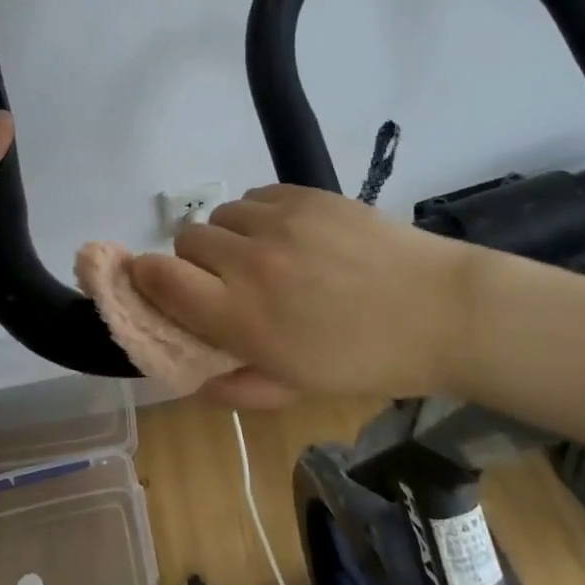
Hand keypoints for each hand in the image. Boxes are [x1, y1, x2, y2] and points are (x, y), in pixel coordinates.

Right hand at [129, 185, 500, 405]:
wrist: (438, 309)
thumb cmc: (367, 360)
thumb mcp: (299, 389)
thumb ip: (237, 386)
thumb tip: (192, 377)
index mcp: (243, 317)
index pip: (161, 279)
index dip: (146, 277)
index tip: (153, 283)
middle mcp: (250, 262)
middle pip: (186, 238)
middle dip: (195, 261)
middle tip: (227, 280)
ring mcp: (278, 221)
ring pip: (221, 214)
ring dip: (230, 236)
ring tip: (265, 255)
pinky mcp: (304, 194)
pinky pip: (255, 196)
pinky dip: (260, 215)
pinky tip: (291, 235)